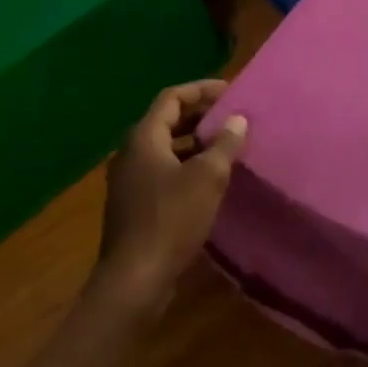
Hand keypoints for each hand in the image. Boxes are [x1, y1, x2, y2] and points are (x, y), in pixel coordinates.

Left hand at [98, 80, 247, 310]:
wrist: (136, 276)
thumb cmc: (172, 219)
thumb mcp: (207, 177)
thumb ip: (224, 144)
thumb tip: (238, 119)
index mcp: (143, 138)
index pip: (172, 98)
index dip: (201, 90)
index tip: (230, 92)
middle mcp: (131, 152)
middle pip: (166, 121)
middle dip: (199, 115)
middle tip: (231, 117)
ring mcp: (129, 179)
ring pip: (165, 148)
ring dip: (194, 142)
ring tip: (226, 146)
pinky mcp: (134, 203)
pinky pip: (163, 170)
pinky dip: (186, 165)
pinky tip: (209, 179)